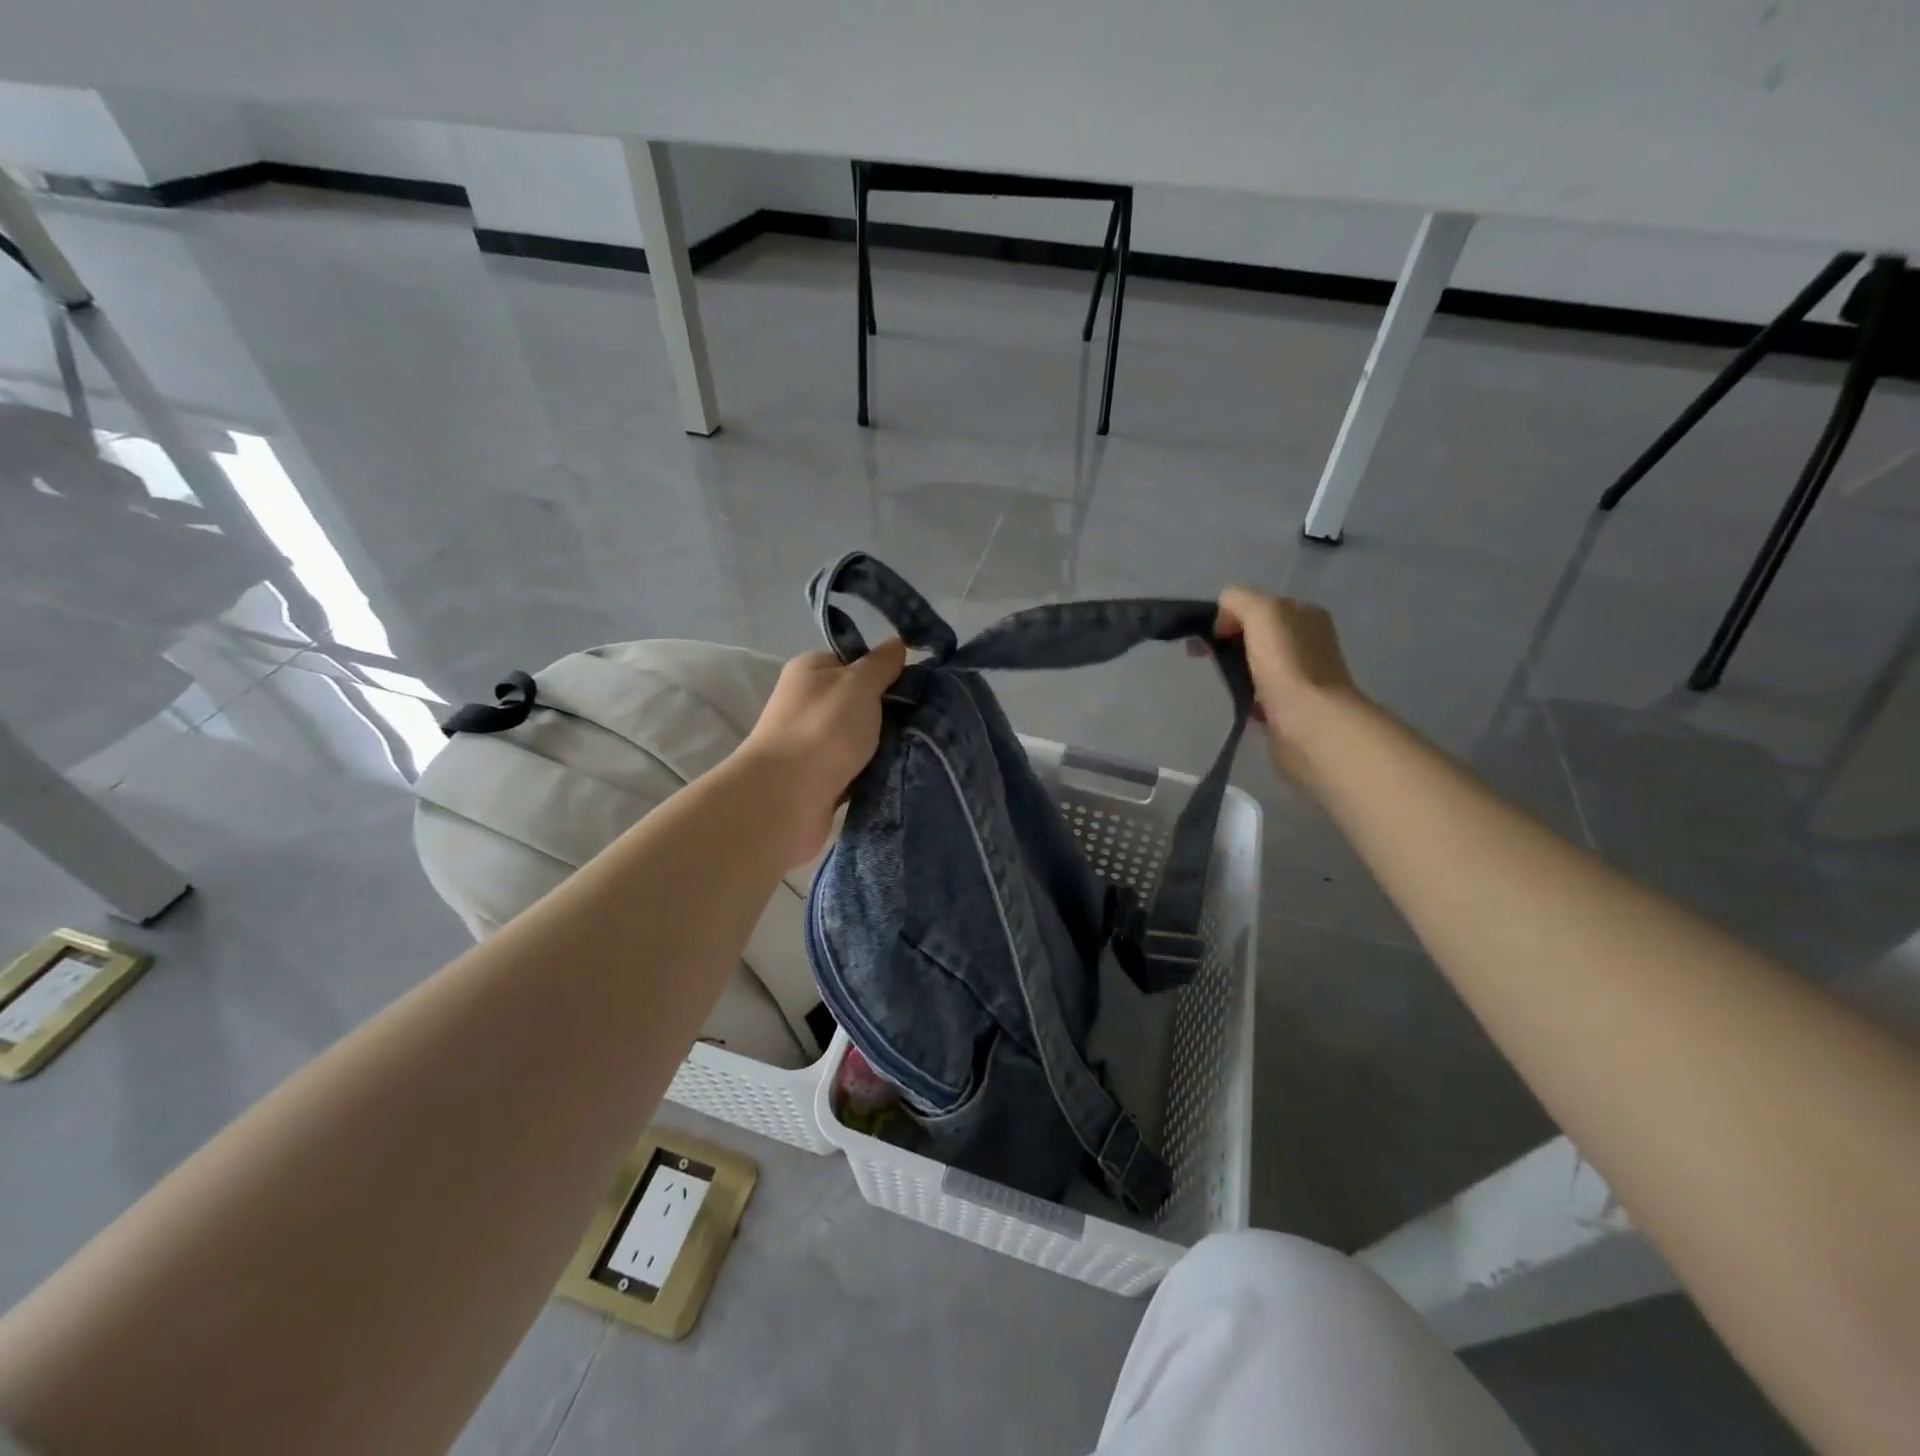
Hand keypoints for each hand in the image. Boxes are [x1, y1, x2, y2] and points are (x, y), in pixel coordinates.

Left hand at [737, 639, 906, 866]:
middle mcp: (810, 702)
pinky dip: (877, 771)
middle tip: (928, 720)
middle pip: (864, 701)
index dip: (888, 671)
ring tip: (924, 749)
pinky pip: (860, 768)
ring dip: (888, 745)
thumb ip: (881, 663)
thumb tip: (898, 642)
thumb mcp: (859, 684)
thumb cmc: (823, 729)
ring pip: (865, 737)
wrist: (786, 799)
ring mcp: (815, 742)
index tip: (919, 685)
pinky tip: (903, 772)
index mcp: (812, 670)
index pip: (857, 661)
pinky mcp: (823, 778)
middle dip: (894, 712)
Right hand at [1214, 588, 1360, 779]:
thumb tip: (1222, 618)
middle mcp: (1308, 640)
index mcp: (1305, 614)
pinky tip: (1240, 702)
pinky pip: (1260, 691)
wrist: (1310, 724)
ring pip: (1257, 662)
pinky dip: (1246, 695)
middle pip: (1256, 633)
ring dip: (1236, 668)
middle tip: (1204, 657)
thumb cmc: (1287, 665)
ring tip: (1222, 681)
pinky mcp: (1292, 705)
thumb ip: (1239, 601)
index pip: (1257, 604)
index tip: (1208, 636)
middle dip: (1228, 641)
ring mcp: (1302, 674)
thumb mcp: (1262, 612)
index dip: (1228, 615)